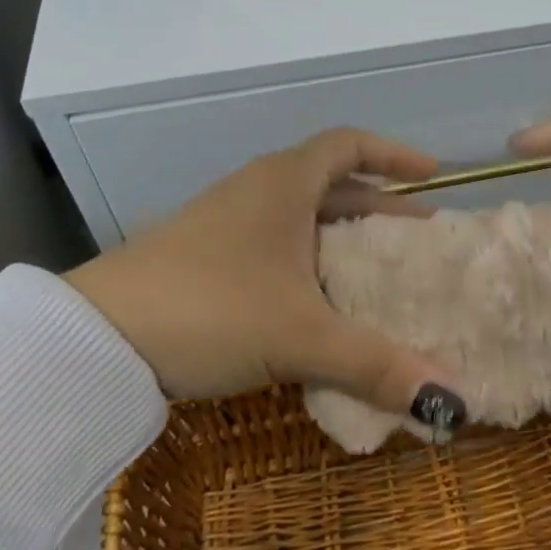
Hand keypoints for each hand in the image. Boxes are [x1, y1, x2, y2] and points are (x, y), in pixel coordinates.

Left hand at [65, 130, 467, 434]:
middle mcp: (259, 190)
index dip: (394, 155)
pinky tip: (320, 305)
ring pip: (303, 217)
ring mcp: (229, 222)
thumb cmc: (211, 306)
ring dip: (343, 238)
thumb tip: (452, 405)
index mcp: (285, 181)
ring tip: (378, 273)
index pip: (350, 144)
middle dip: (379, 207)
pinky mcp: (208, 256)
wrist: (98, 335)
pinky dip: (311, 263)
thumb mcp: (300, 334)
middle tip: (419, 237)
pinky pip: (278, 245)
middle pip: (332, 183)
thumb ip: (375, 364)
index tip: (431, 176)